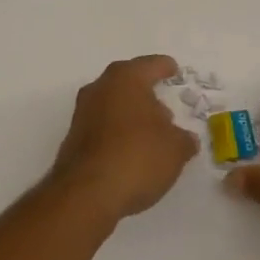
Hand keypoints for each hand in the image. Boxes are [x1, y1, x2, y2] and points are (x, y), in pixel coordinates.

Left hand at [51, 55, 198, 222]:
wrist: (86, 193)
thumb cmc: (137, 157)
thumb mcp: (175, 149)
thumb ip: (184, 140)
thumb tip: (185, 139)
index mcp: (126, 78)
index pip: (151, 65)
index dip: (165, 67)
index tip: (174, 69)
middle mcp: (101, 88)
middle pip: (128, 83)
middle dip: (147, 94)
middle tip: (166, 109)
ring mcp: (83, 113)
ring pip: (113, 104)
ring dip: (131, 115)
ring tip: (152, 134)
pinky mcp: (74, 138)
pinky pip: (103, 127)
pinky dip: (117, 134)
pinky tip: (131, 152)